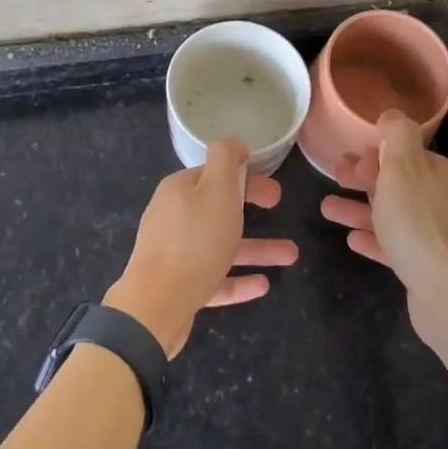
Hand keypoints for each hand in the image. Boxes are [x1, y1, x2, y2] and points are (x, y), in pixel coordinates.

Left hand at [106, 139, 298, 357]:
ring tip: (291, 256)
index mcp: (179, 190)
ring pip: (221, 245)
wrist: (156, 305)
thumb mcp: (216, 189)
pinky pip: (214, 277)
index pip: (214, 175)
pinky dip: (238, 279)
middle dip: (252, 208)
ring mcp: (174, 253)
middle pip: (218, 208)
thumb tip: (234, 143)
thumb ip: (225, 159)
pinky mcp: (178, 286)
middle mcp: (173, 217)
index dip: (246, 177)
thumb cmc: (194, 241)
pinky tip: (263, 285)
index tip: (273, 188)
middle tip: (279, 207)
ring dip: (256, 248)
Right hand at [319, 110, 447, 347]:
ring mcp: (436, 235)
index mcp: (439, 174)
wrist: (447, 293)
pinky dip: (372, 238)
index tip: (345, 158)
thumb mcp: (403, 167)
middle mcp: (441, 200)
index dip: (373, 153)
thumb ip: (397, 135)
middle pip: (397, 183)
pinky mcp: (426, 266)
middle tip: (334, 177)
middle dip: (363, 178)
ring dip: (359, 209)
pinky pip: (394, 246)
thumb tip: (391, 115)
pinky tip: (351, 239)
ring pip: (391, 215)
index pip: (404, 154)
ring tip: (326, 209)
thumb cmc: (418, 223)